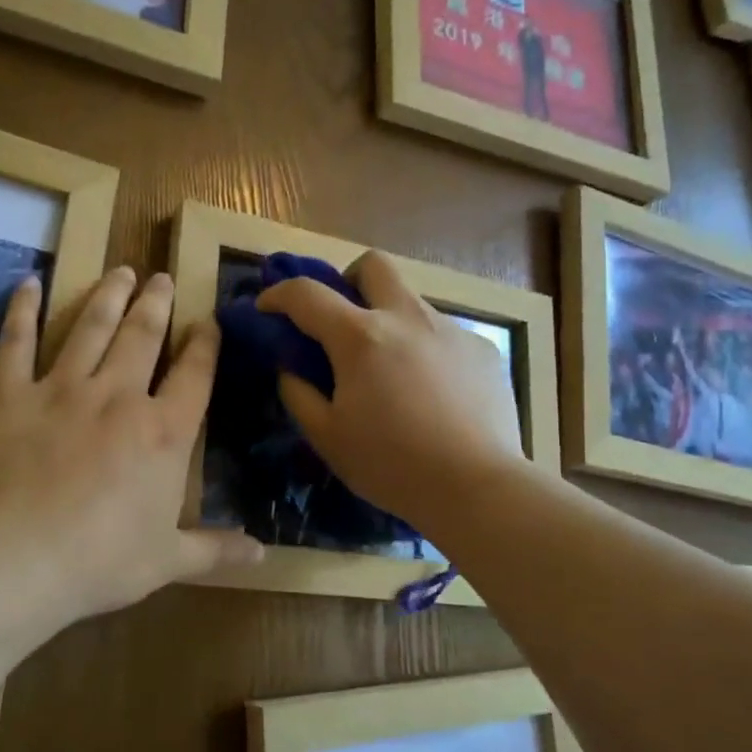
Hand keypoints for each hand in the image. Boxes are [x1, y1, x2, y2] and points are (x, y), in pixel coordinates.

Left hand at [0, 267, 262, 626]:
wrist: (12, 559)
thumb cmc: (99, 562)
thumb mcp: (168, 561)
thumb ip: (215, 550)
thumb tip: (264, 555)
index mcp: (163, 432)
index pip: (194, 375)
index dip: (204, 344)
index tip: (208, 320)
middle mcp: (117, 396)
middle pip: (143, 336)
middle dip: (156, 303)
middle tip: (161, 278)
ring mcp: (60, 388)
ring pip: (90, 326)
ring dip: (108, 295)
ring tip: (120, 270)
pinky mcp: (8, 393)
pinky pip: (17, 340)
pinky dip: (23, 309)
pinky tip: (29, 282)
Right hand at [256, 252, 527, 530]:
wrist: (477, 487)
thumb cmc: (392, 465)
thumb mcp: (327, 437)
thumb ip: (298, 393)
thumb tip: (290, 367)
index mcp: (361, 336)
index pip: (307, 294)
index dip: (279, 294)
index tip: (267, 308)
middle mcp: (407, 317)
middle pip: (373, 264)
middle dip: (349, 280)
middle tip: (343, 321)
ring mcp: (451, 330)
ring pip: (412, 302)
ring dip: (391, 321)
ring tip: (394, 373)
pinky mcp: (483, 349)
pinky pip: (444, 334)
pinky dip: (426, 351)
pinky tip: (434, 394)